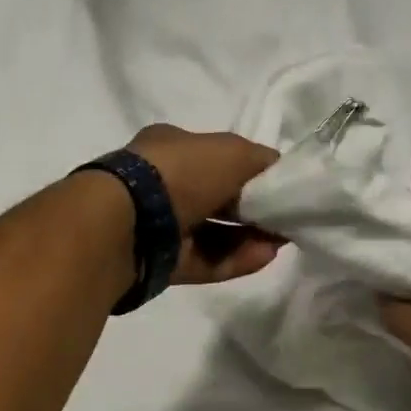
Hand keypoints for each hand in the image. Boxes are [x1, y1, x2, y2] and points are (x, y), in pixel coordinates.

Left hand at [128, 123, 286, 284]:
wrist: (125, 226)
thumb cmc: (179, 174)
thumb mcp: (231, 152)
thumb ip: (260, 160)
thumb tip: (279, 173)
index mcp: (170, 147)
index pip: (217, 156)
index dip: (250, 170)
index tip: (279, 186)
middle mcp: (161, 183)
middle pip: (216, 196)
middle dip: (252, 208)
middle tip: (284, 219)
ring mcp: (158, 225)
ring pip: (212, 232)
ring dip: (248, 237)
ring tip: (278, 243)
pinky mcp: (160, 262)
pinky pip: (204, 260)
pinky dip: (234, 259)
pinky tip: (262, 258)